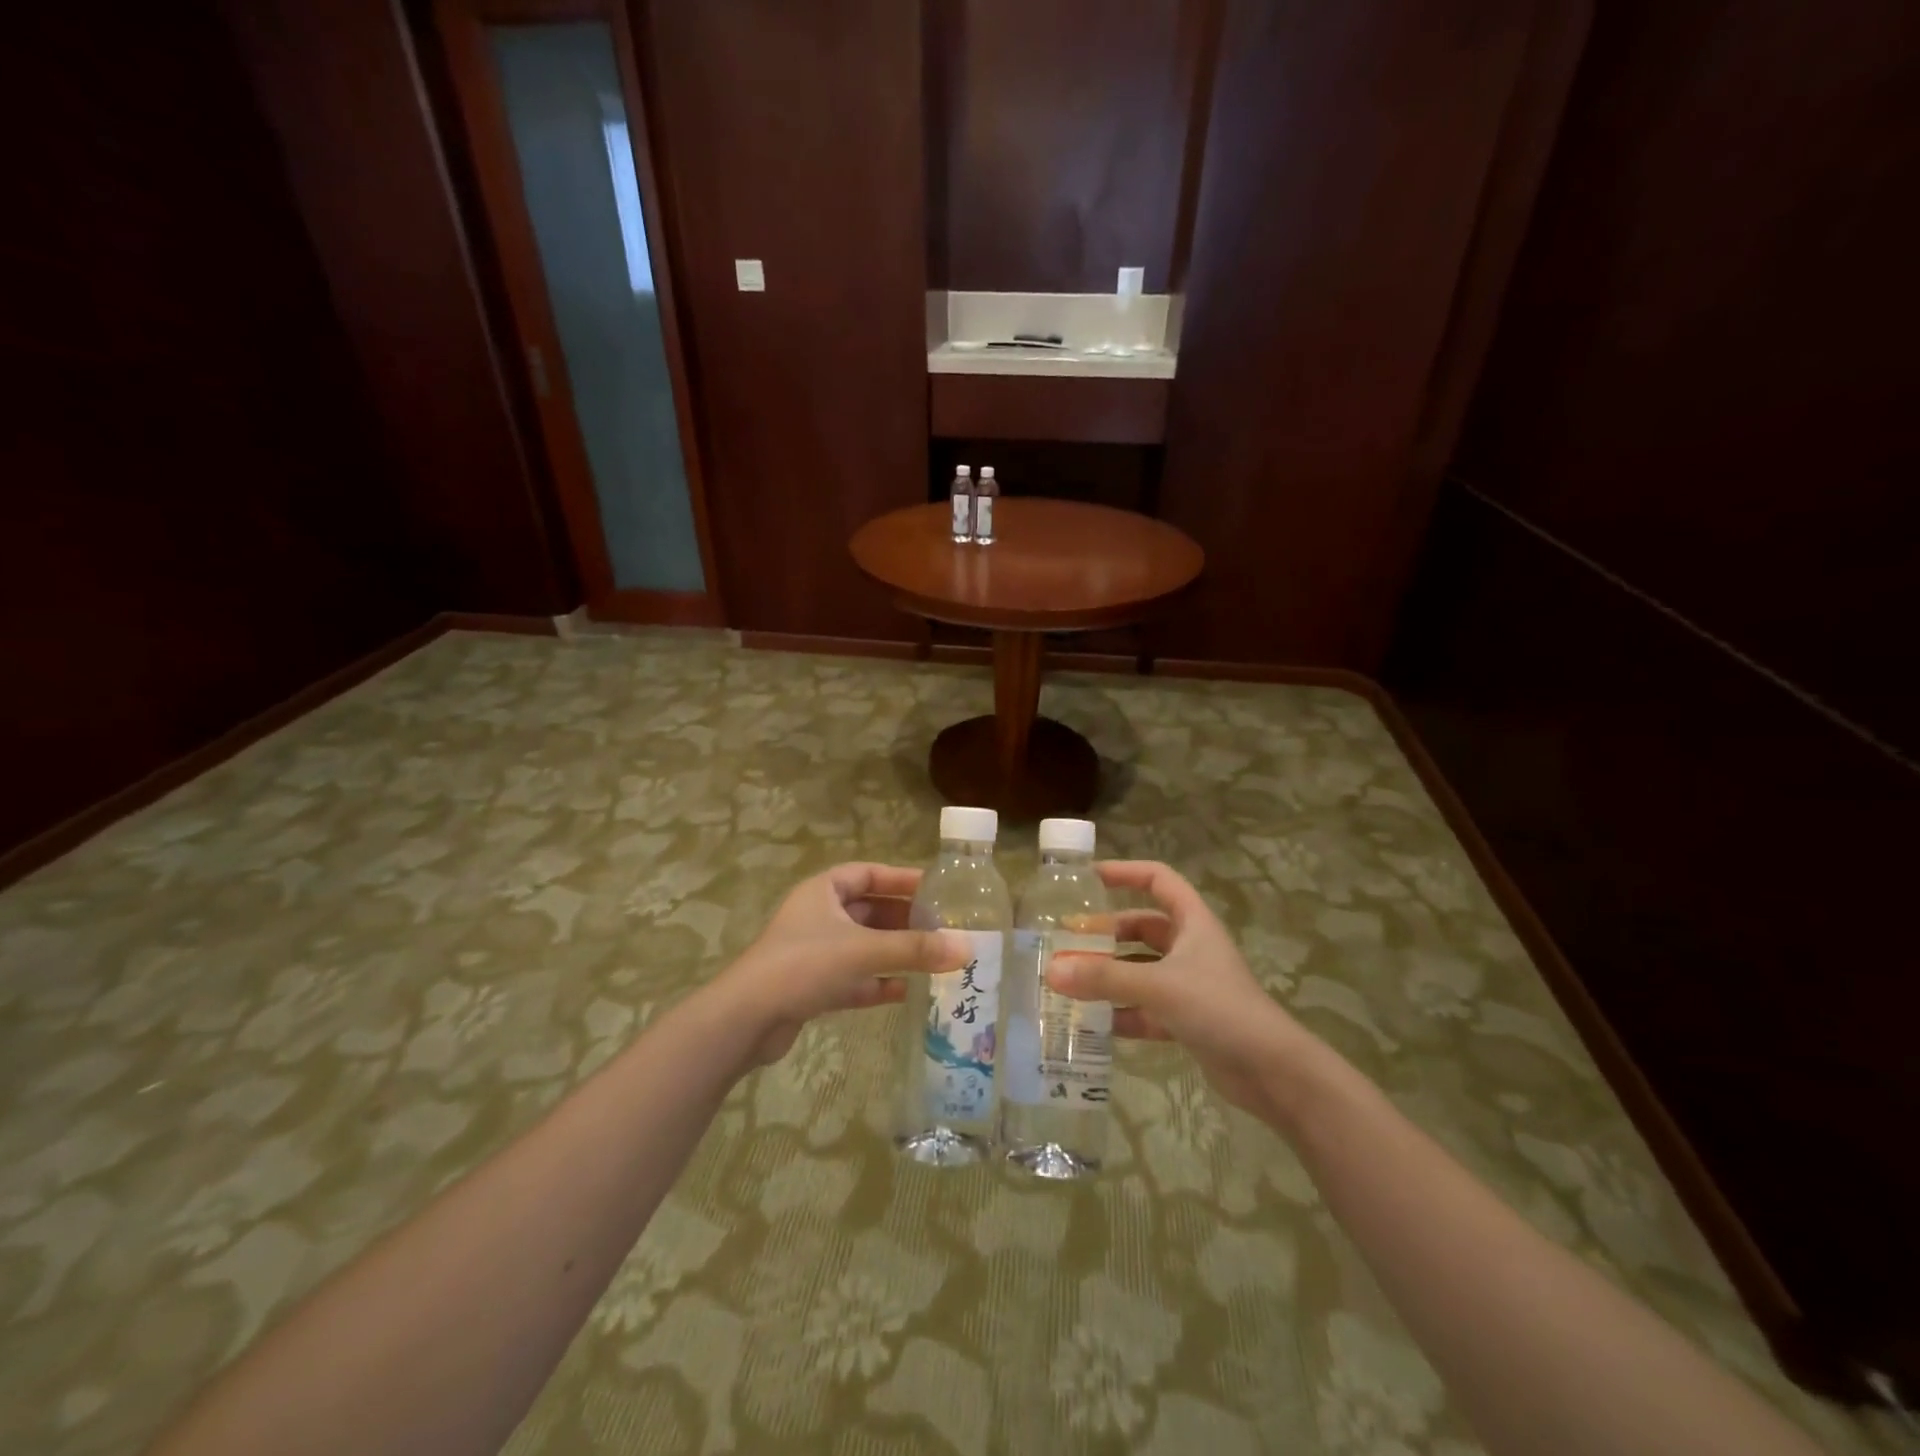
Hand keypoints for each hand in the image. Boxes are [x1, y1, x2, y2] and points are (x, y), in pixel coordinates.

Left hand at [710, 863, 970, 1067]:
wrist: (747, 1019)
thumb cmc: (805, 965)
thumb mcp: (864, 951)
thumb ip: (915, 950)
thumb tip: (967, 947)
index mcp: (823, 891)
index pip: (868, 873)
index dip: (901, 879)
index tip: (935, 887)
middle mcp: (818, 916)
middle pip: (869, 910)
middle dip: (904, 919)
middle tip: (942, 927)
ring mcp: (813, 952)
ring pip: (863, 945)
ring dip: (894, 952)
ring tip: (933, 958)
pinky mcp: (811, 986)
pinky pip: (853, 977)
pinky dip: (877, 982)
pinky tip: (906, 992)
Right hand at [1045, 860, 1321, 1122]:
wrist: (1272, 1072)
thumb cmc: (1219, 1008)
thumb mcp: (1158, 986)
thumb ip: (1104, 978)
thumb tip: (1051, 971)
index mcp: (1192, 922)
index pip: (1157, 879)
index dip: (1124, 872)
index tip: (1087, 879)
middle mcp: (1190, 948)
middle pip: (1141, 928)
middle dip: (1106, 934)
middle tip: (1067, 942)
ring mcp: (1189, 985)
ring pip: (1140, 970)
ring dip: (1109, 975)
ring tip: (1070, 982)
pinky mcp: (1187, 1020)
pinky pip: (1145, 1008)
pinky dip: (1121, 1012)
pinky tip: (1093, 1023)